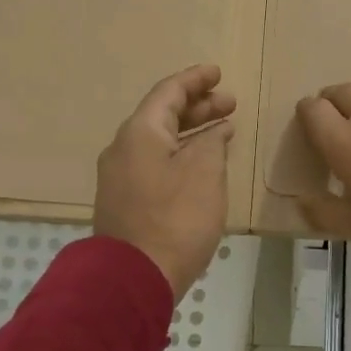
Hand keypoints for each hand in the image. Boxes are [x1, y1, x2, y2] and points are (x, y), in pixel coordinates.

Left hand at [94, 64, 236, 296]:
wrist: (134, 277)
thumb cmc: (175, 218)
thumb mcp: (205, 172)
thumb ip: (212, 142)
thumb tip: (213, 132)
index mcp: (139, 132)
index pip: (168, 92)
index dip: (195, 79)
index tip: (219, 73)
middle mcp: (123, 148)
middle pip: (162, 115)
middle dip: (198, 106)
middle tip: (230, 104)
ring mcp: (120, 176)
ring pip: (159, 141)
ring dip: (191, 132)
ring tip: (222, 130)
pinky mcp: (125, 201)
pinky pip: (154, 163)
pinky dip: (180, 154)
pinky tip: (201, 165)